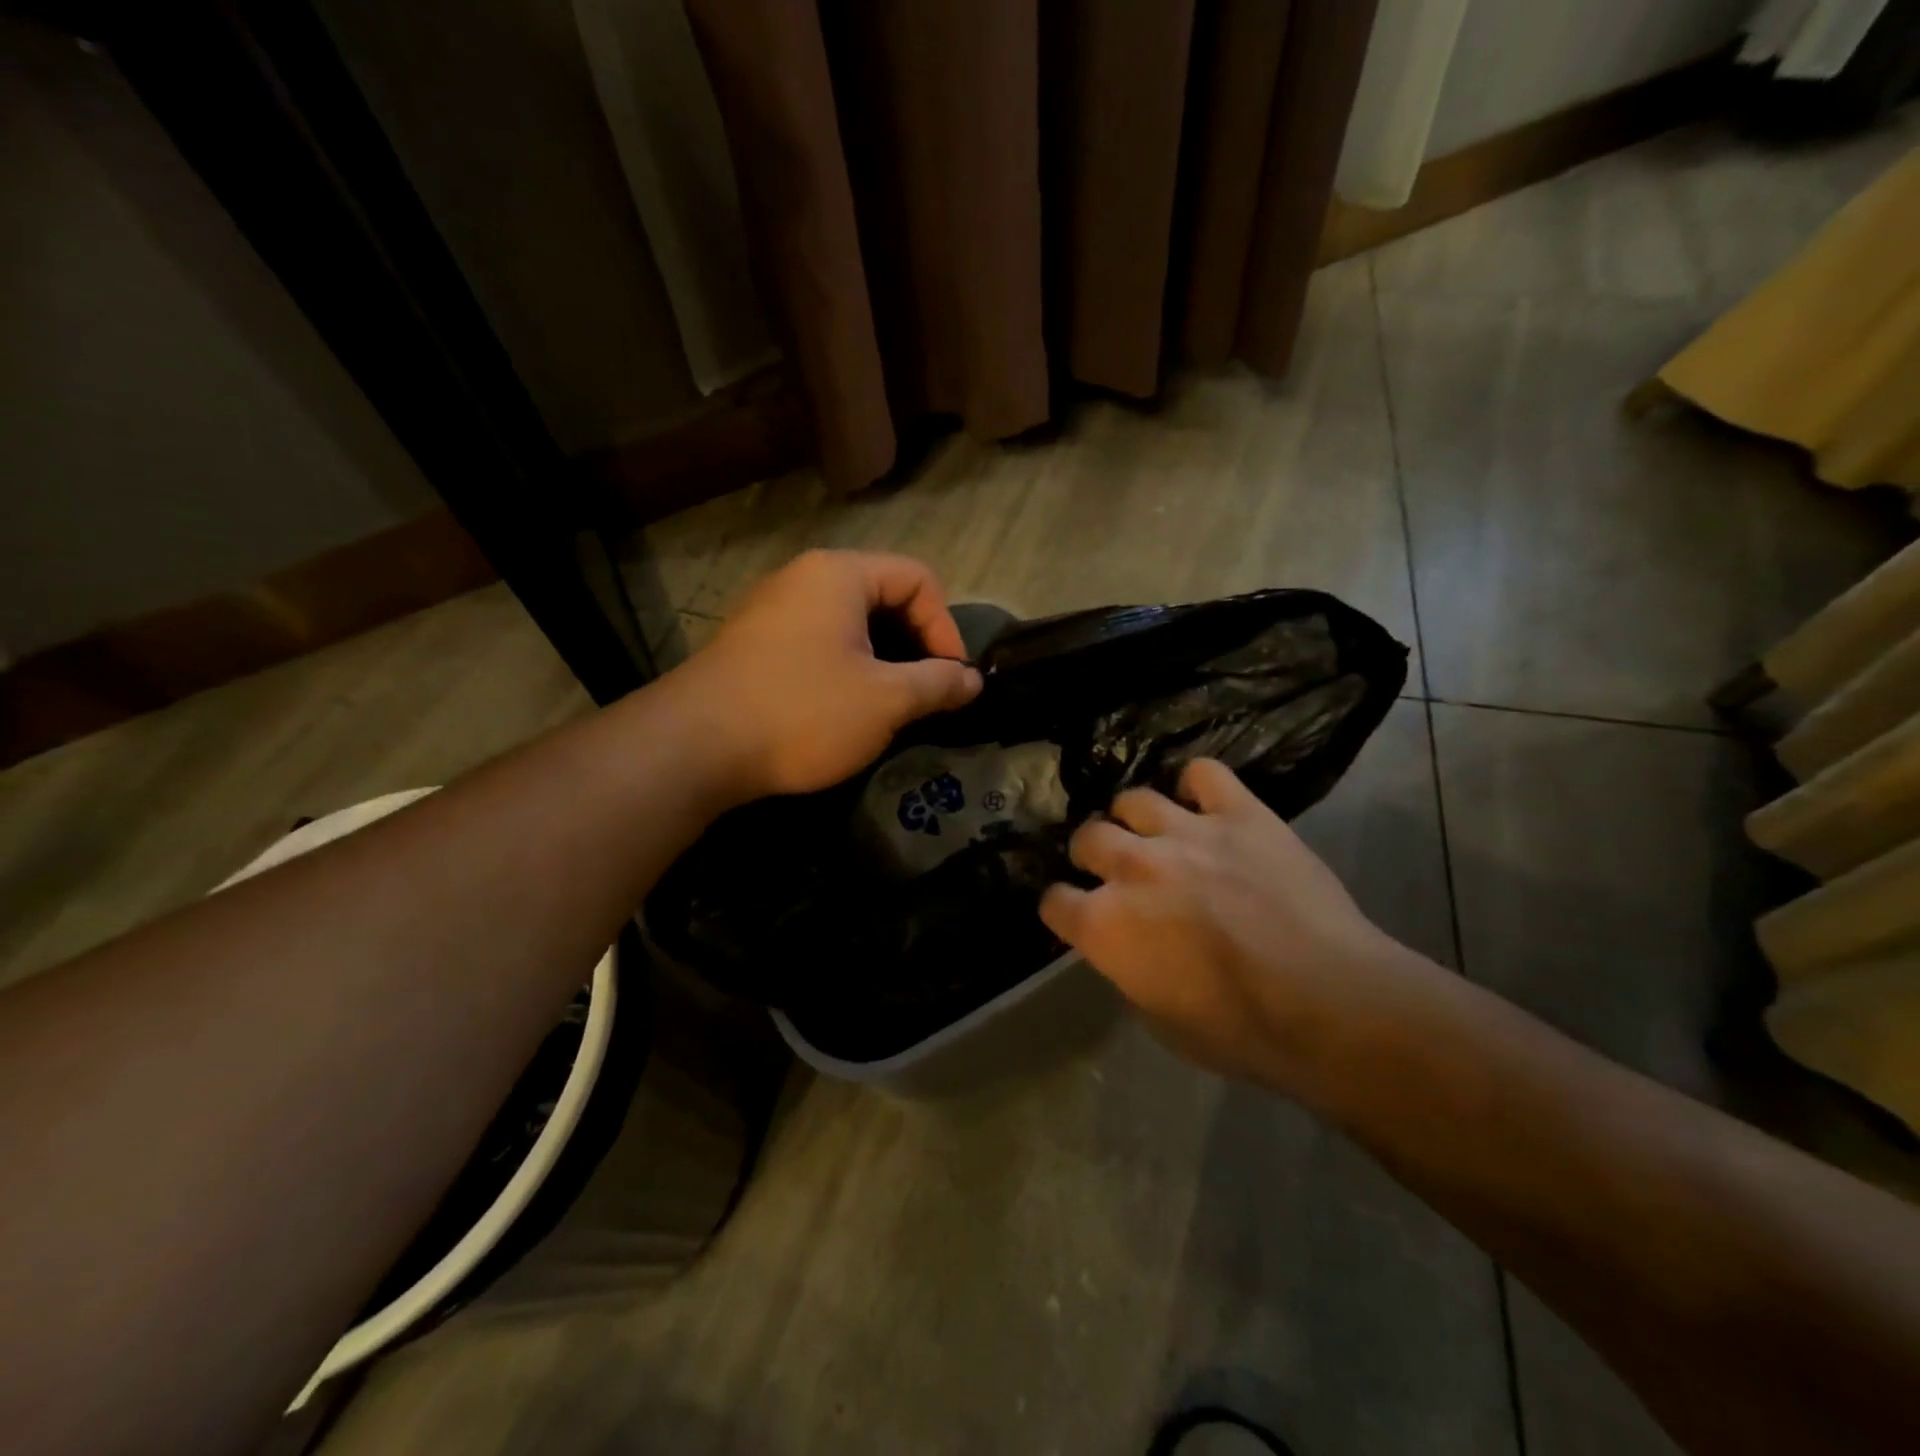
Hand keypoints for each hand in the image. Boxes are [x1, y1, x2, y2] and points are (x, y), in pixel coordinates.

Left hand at [674, 550, 982, 800]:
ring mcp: (772, 611)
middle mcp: (803, 578)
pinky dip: (846, 669)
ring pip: (850, 625)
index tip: (952, 680)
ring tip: (892, 707)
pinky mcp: (753, 645)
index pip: (918, 579)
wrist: (695, 748)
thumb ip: (938, 684)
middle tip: (926, 695)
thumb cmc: (803, 711)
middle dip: (915, 645)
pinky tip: (845, 711)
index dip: (946, 627)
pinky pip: (817, 644)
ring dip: (882, 662)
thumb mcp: (886, 700)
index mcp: (839, 574)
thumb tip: (973, 680)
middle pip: (883, 597)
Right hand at [1040, 759, 1424, 1094]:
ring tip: (1157, 832)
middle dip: (1093, 854)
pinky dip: (1197, 785)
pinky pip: (1202, 774)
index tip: (1078, 915)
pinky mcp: (1239, 813)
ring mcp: (1185, 832)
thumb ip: (1129, 969)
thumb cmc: (1242, 1031)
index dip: (1064, 909)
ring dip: (1136, 818)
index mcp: (1105, 925)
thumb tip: (1130, 947)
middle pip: (1087, 837)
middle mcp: (1132, 866)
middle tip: (1118, 868)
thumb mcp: (1160, 1019)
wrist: (1330, 1003)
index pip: (1054, 901)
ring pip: (1133, 798)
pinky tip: (1204, 803)